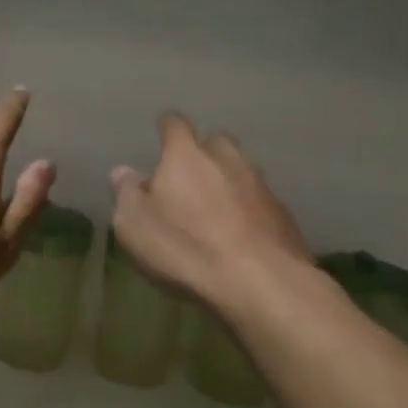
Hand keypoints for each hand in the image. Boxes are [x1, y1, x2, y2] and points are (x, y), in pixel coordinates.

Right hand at [110, 113, 314, 318]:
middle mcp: (227, 158)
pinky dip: (248, 207)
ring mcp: (260, 184)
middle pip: (215, 141)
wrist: (260, 282)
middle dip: (202, 151)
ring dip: (228, 179)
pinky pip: (260, 200)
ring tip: (215, 203)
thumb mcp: (135, 225)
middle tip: (188, 173)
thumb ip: (127, 194)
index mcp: (186, 155)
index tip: (160, 132)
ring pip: (242, 168)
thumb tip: (123, 172)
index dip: (166, 127)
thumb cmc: (185, 248)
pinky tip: (240, 230)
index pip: (175, 124)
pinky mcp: (283, 213)